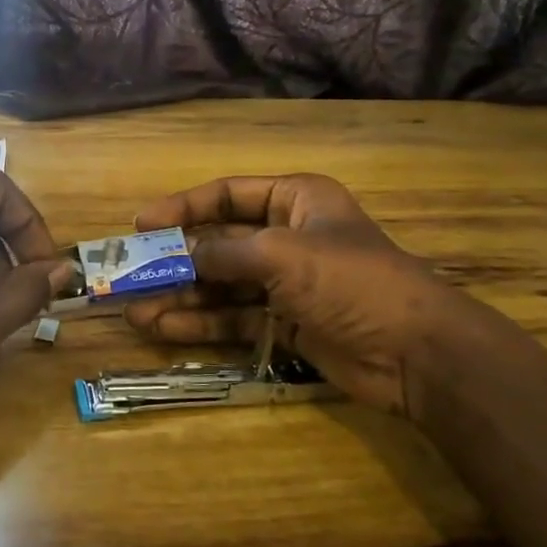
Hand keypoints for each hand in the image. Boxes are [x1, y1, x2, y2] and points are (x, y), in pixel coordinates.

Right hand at [125, 174, 480, 419]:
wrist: (416, 353)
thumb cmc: (351, 281)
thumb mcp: (282, 255)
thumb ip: (225, 251)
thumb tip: (180, 253)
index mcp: (295, 201)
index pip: (228, 194)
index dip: (183, 207)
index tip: (142, 225)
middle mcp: (287, 237)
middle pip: (219, 242)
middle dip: (176, 260)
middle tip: (130, 275)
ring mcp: (285, 283)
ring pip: (221, 285)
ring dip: (181, 296)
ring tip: (135, 311)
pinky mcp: (285, 324)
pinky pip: (234, 318)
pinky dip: (202, 323)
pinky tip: (165, 328)